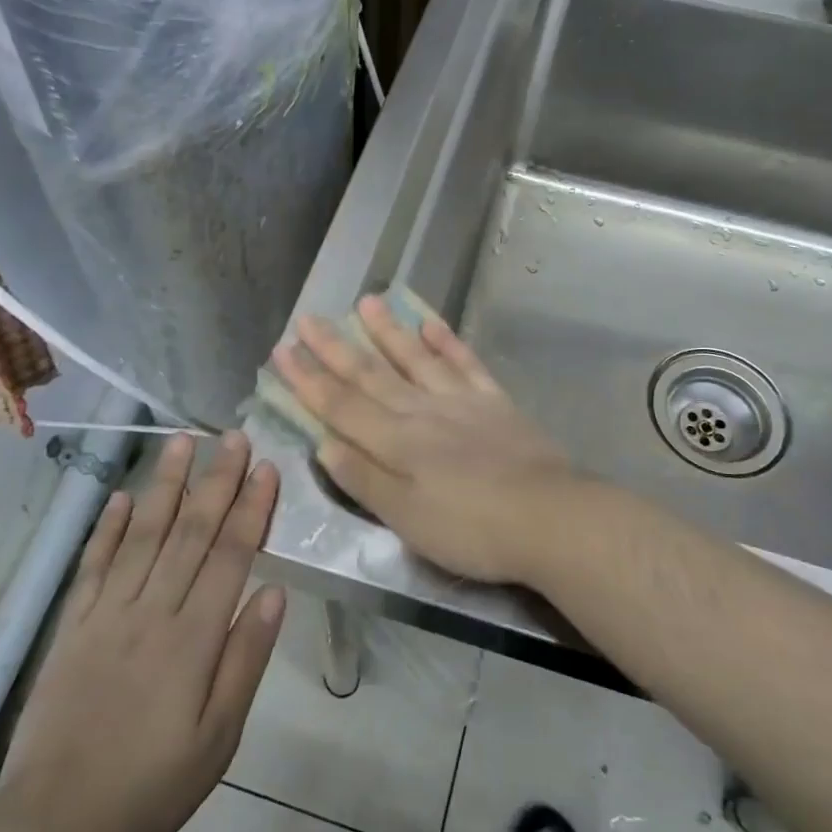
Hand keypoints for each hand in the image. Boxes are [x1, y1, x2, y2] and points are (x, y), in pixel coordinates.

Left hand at [0, 432, 284, 831]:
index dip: (250, 509)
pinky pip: (93, 565)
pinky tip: (121, 496)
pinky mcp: (73, 626)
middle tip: (233, 437)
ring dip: (164, 485)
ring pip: (142, 535)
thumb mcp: (219, 737)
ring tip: (180, 443)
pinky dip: (108, 527)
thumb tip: (275, 593)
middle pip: (189, 533)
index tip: (266, 468)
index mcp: (193, 639)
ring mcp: (106, 614)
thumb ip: (246, 660)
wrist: (55, 825)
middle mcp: (151, 612)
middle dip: (216, 481)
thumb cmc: (152, 785)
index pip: (229, 556)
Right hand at [271, 294, 581, 584]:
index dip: (309, 379)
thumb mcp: (406, 518)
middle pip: (371, 374)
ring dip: (388, 331)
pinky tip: (431, 323)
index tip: (282, 351)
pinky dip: (447, 341)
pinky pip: (465, 363)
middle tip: (308, 318)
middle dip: (335, 347)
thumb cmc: (471, 529)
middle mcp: (422, 411)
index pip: (341, 405)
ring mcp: (461, 401)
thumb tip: (323, 443)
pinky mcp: (495, 402)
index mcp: (396, 442)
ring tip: (366, 302)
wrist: (549, 517)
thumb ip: (364, 478)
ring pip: (415, 358)